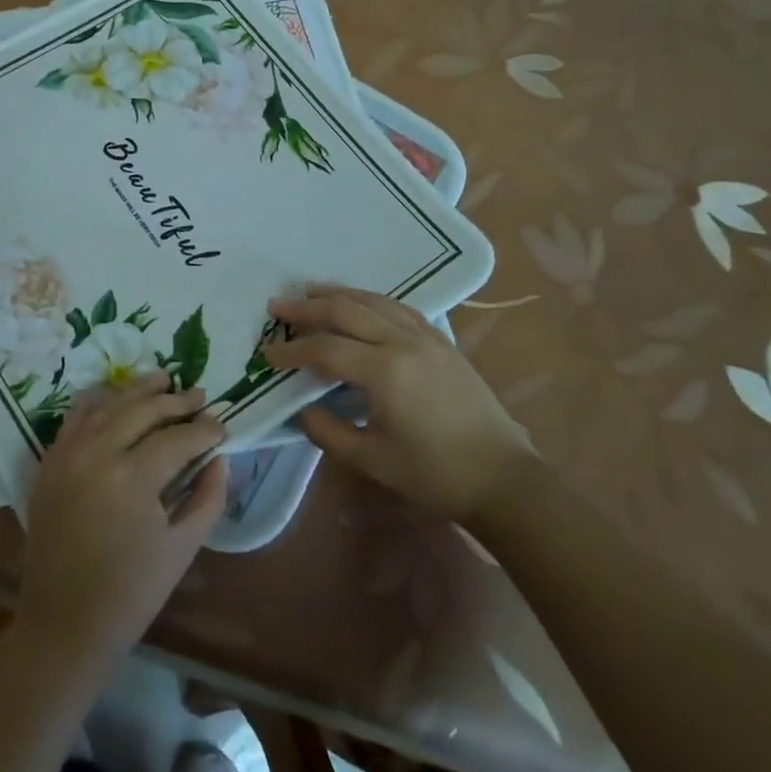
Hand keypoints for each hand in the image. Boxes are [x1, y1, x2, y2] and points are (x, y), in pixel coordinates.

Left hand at [14, 373, 226, 672]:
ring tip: (164, 379)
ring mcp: (68, 454)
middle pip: (143, 410)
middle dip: (176, 401)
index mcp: (132, 478)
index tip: (222, 429)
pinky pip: (75, 418)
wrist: (63, 623)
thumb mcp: (182, 548)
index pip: (177, 438)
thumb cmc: (130, 593)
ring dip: (139, 390)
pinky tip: (112, 394)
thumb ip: (208, 497)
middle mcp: (97, 454)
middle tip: (200, 396)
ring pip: (109, 405)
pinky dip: (96, 402)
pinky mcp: (50, 462)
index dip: (204, 431)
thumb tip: (219, 457)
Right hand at [264, 286, 536, 520]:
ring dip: (338, 294)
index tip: (267, 356)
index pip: (326, 349)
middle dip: (307, 308)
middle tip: (277, 305)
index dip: (292, 351)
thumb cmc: (435, 474)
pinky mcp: (443, 342)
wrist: (503, 479)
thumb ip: (327, 431)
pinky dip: (371, 300)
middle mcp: (404, 343)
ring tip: (310, 291)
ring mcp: (427, 338)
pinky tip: (360, 304)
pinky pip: (399, 308)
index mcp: (386, 372)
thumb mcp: (372, 460)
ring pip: (374, 301)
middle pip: (346, 311)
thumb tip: (300, 409)